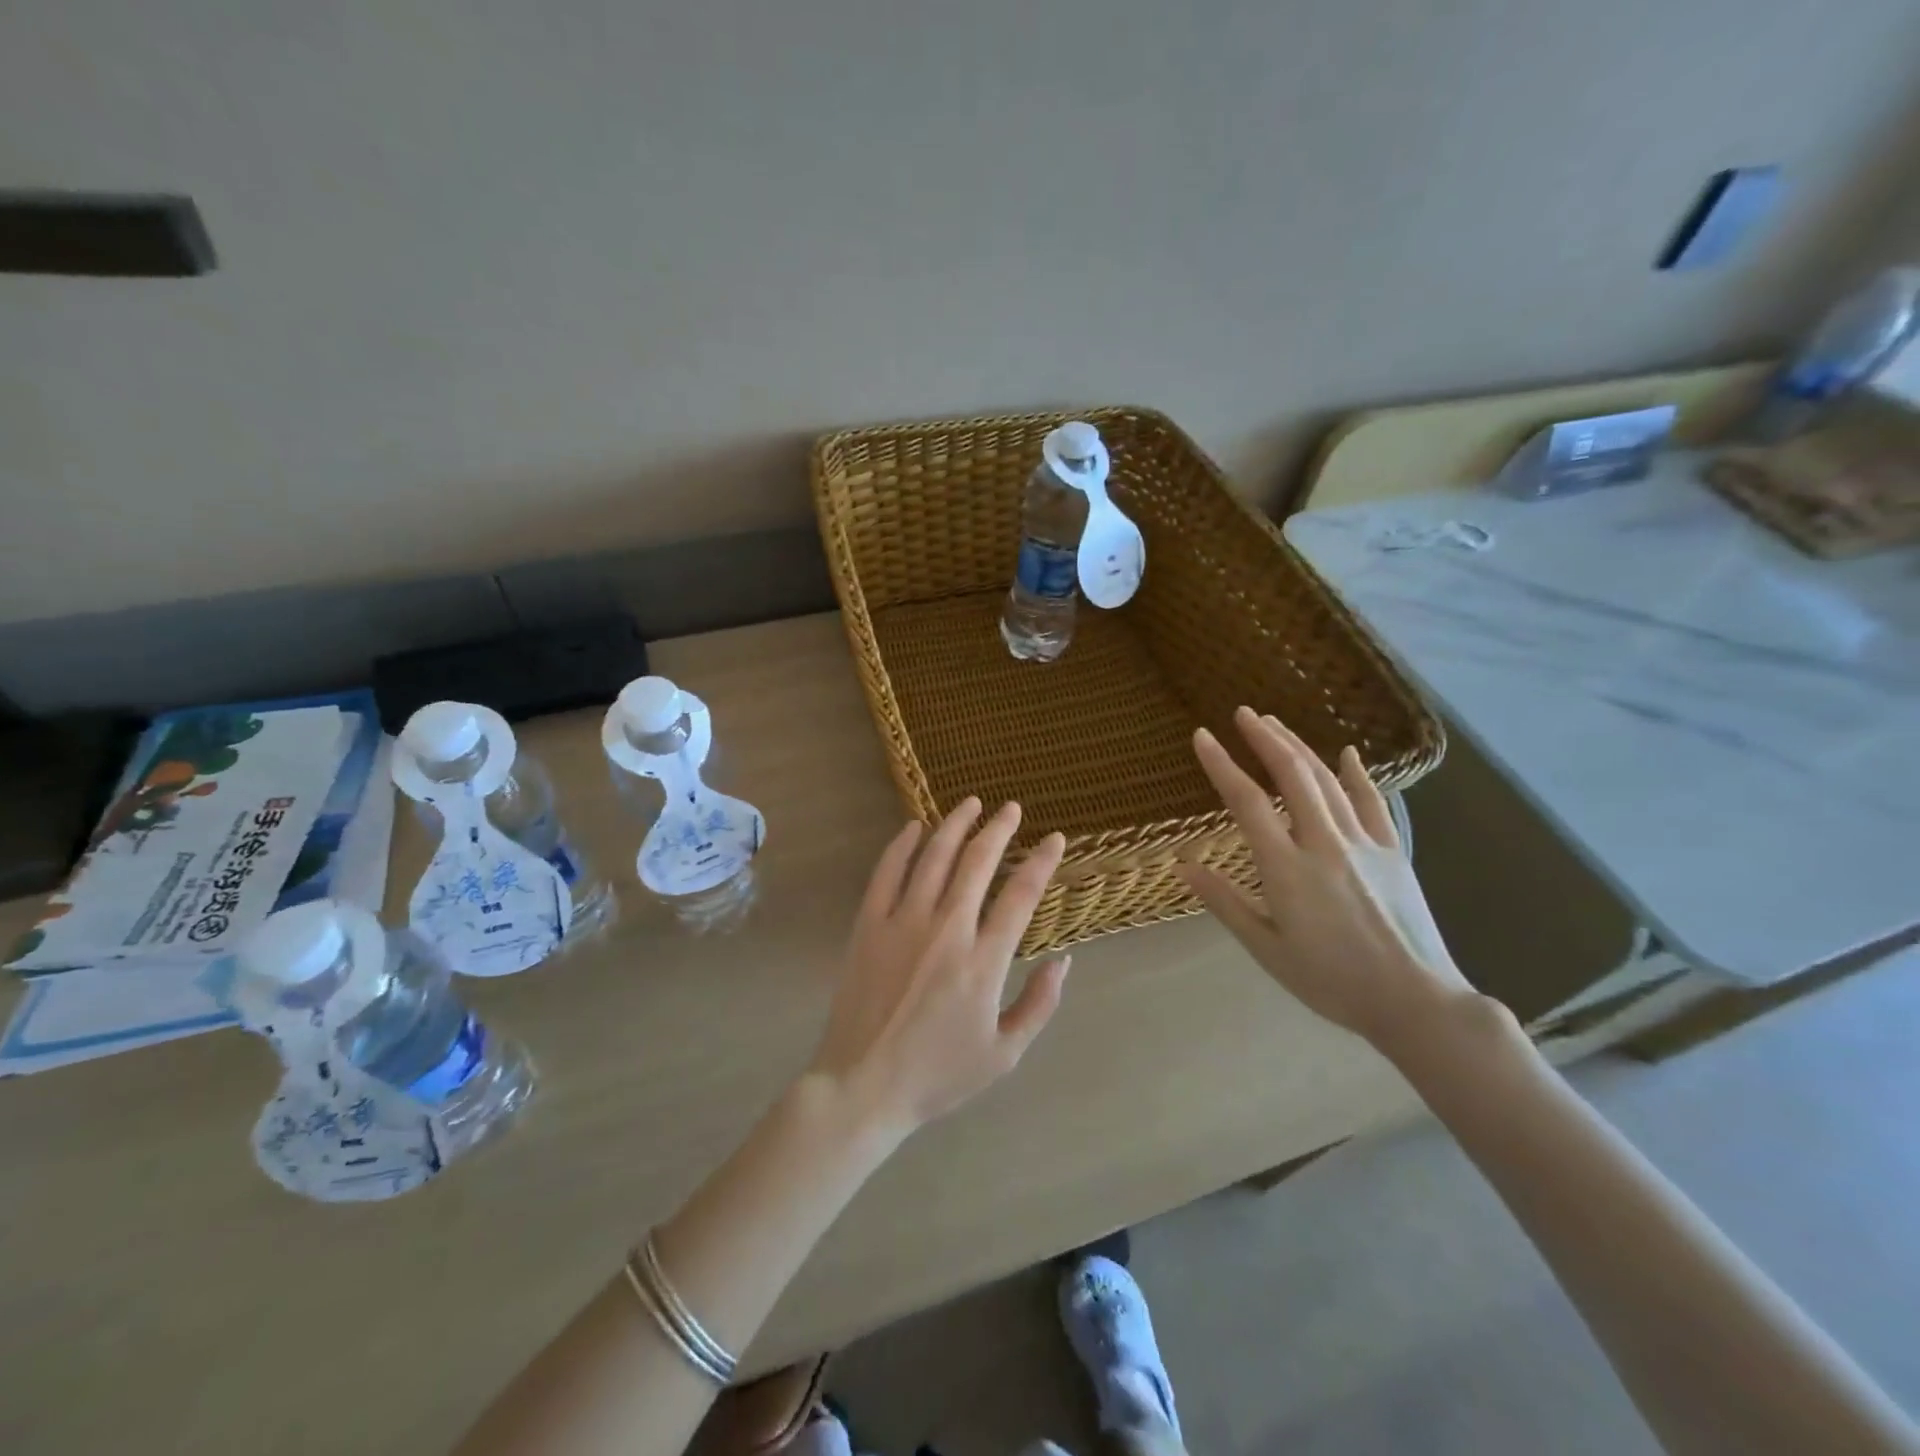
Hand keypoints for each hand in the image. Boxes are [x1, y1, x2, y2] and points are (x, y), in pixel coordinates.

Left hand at [809, 799, 1070, 1138]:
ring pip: (934, 857)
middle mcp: (946, 929)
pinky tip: (913, 827)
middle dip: (999, 828)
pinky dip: (901, 845)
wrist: (863, 1085)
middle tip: (1011, 808)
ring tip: (970, 803)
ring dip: (955, 824)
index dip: (1041, 861)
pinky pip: (886, 872)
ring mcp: (902, 922)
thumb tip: (1064, 960)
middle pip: (978, 862)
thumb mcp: (1004, 1054)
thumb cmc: (938, 1074)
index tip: (1054, 839)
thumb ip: (1039, 1004)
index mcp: (983, 961)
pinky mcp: (868, 925)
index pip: (1021, 895)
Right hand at [1176, 708, 1473, 1052]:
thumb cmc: (1331, 980)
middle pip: (1292, 776)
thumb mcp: (1267, 948)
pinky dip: (1357, 774)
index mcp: (1287, 869)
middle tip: (1242, 714)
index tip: (1202, 737)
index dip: (1221, 765)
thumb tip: (1182, 865)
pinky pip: (1372, 802)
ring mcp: (1363, 843)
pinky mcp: (1392, 851)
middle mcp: (1324, 844)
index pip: (1247, 803)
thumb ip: (1224, 902)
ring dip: (1299, 747)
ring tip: (1275, 724)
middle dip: (1264, 739)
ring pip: (1327, 781)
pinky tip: (1347, 753)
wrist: (1416, 1001)